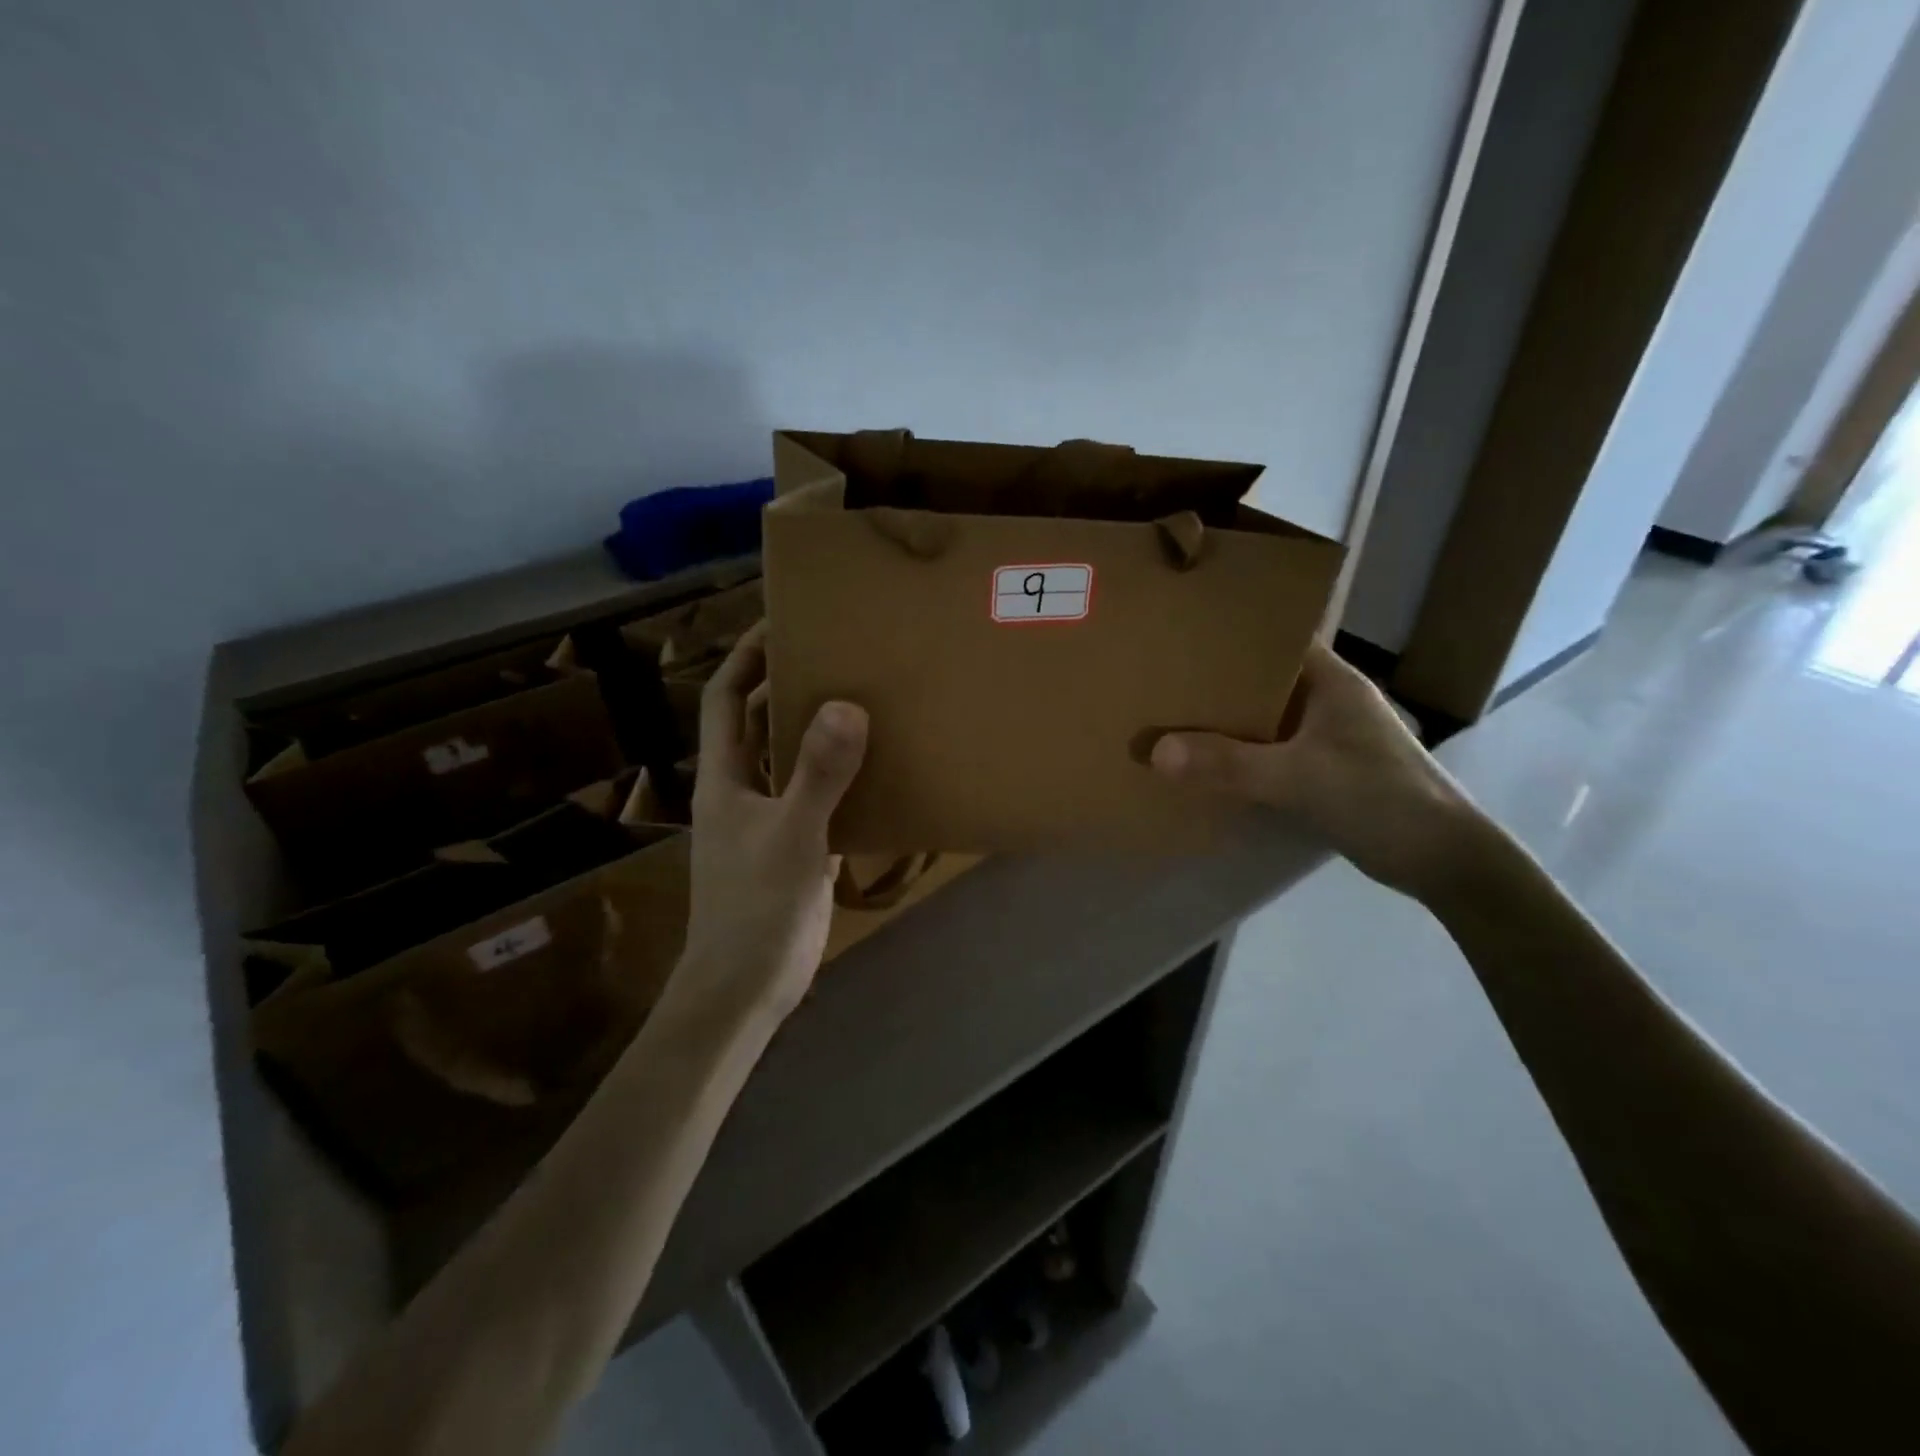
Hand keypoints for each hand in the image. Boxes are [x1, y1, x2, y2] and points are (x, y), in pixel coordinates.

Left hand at [671, 622, 868, 1025]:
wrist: (746, 987)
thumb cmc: (755, 908)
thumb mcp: (791, 835)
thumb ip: (817, 773)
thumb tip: (847, 706)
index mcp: (724, 777)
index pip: (726, 699)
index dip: (746, 657)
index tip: (781, 623)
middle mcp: (741, 790)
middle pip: (758, 722)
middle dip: (787, 684)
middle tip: (836, 654)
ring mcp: (767, 819)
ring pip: (789, 759)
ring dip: (815, 729)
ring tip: (861, 697)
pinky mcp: (794, 847)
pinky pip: (816, 795)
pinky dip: (838, 775)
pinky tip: (874, 766)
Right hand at [1150, 642, 1480, 900]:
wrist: (1444, 861)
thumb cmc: (1380, 799)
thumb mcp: (1298, 779)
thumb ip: (1229, 765)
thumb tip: (1156, 751)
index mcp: (1331, 680)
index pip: (1274, 640)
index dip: (1229, 636)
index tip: (1179, 637)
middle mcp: (1328, 700)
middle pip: (1262, 680)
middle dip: (1216, 683)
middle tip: (1160, 682)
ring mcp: (1328, 736)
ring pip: (1264, 718)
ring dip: (1226, 723)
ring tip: (1171, 719)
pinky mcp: (1325, 769)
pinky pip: (1271, 751)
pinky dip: (1242, 755)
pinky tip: (1207, 764)